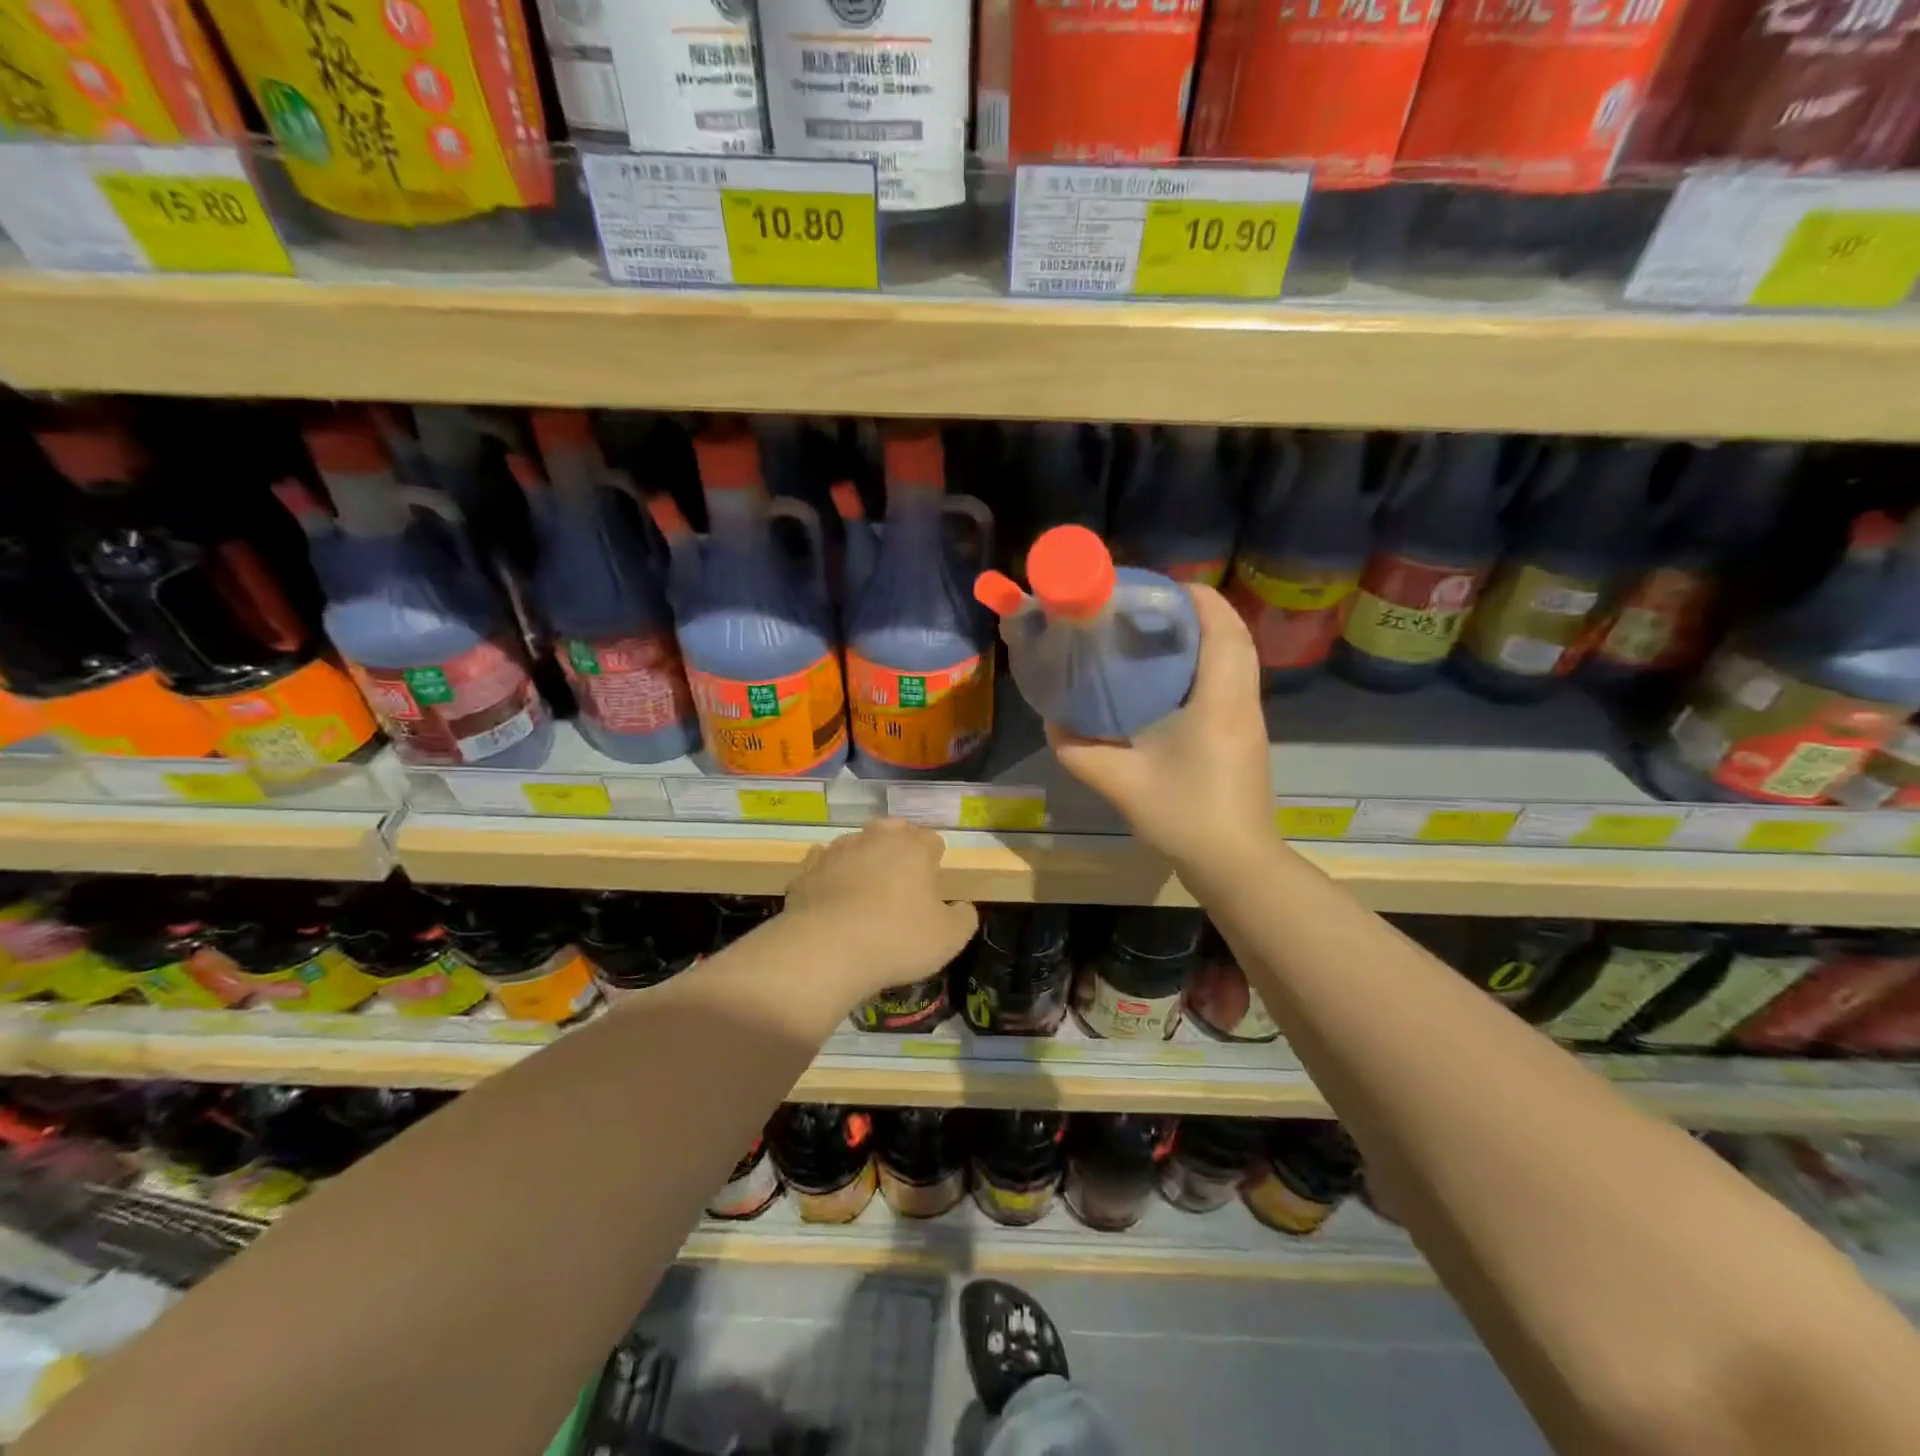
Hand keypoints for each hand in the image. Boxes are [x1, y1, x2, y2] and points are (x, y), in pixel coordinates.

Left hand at [781, 819, 978, 1002]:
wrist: (824, 950)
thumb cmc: (897, 940)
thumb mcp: (949, 939)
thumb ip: (964, 917)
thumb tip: (962, 907)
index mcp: (914, 846)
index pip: (932, 841)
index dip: (935, 862)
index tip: (932, 889)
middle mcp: (875, 837)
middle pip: (893, 831)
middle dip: (899, 849)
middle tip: (901, 884)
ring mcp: (837, 850)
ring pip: (857, 845)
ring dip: (863, 860)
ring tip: (864, 893)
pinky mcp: (806, 869)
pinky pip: (824, 865)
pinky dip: (830, 876)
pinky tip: (832, 899)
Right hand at [1048, 584, 1272, 873]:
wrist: (1237, 863)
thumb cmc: (1185, 817)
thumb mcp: (1120, 784)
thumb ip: (1079, 751)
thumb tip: (1052, 722)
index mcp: (1219, 699)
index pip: (1221, 626)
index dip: (1193, 598)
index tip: (1153, 590)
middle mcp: (1242, 699)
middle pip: (1232, 634)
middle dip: (1194, 612)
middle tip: (1145, 613)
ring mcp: (1249, 717)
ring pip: (1236, 656)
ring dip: (1203, 637)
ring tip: (1153, 639)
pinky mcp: (1246, 734)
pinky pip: (1233, 679)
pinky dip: (1207, 663)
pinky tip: (1168, 682)